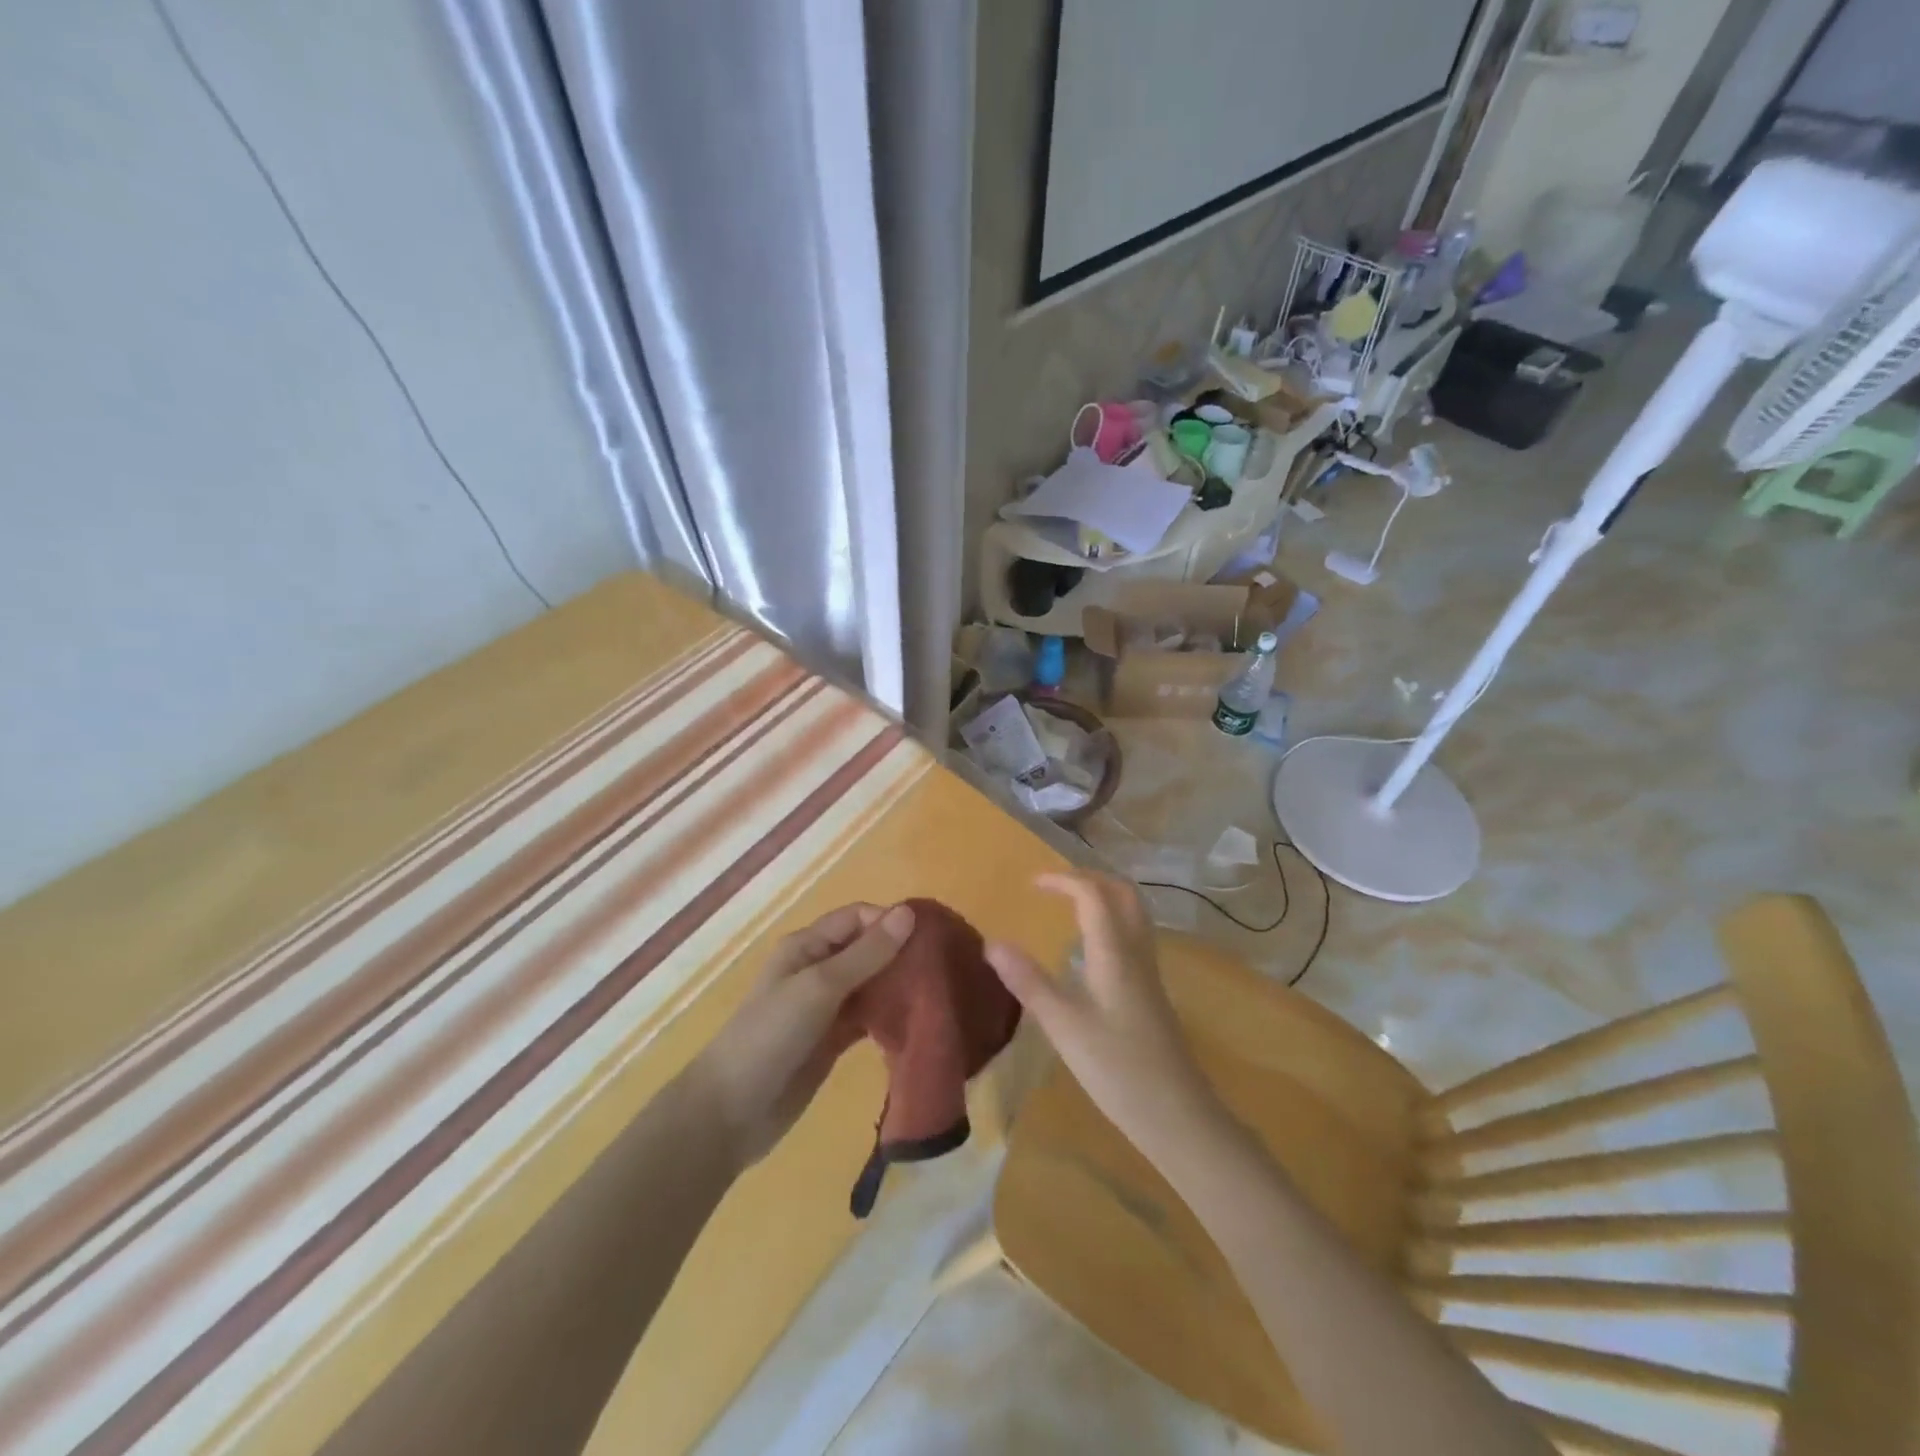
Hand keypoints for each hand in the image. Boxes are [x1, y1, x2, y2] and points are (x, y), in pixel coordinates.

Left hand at [692, 901, 914, 1170]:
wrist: (731, 1112)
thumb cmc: (772, 1035)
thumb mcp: (820, 987)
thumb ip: (866, 953)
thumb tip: (909, 912)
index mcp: (807, 946)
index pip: (858, 918)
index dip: (890, 922)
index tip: (930, 939)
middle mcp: (817, 969)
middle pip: (867, 949)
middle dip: (901, 954)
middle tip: (943, 968)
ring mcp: (825, 1007)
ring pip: (871, 984)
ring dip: (898, 986)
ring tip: (939, 993)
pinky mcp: (833, 1040)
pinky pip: (869, 1018)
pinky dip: (890, 1017)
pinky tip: (918, 1022)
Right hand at [986, 873, 1218, 1158]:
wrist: (1177, 1115)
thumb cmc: (1117, 1068)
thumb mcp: (1063, 1025)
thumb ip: (1028, 981)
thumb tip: (992, 943)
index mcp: (1115, 952)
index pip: (1093, 895)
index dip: (1063, 881)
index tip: (1031, 884)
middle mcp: (1137, 953)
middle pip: (1123, 895)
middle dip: (1090, 879)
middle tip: (1055, 886)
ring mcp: (1149, 973)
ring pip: (1133, 915)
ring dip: (1104, 898)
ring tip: (1070, 906)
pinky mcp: (1151, 993)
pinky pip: (1133, 937)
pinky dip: (1110, 923)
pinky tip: (1090, 950)